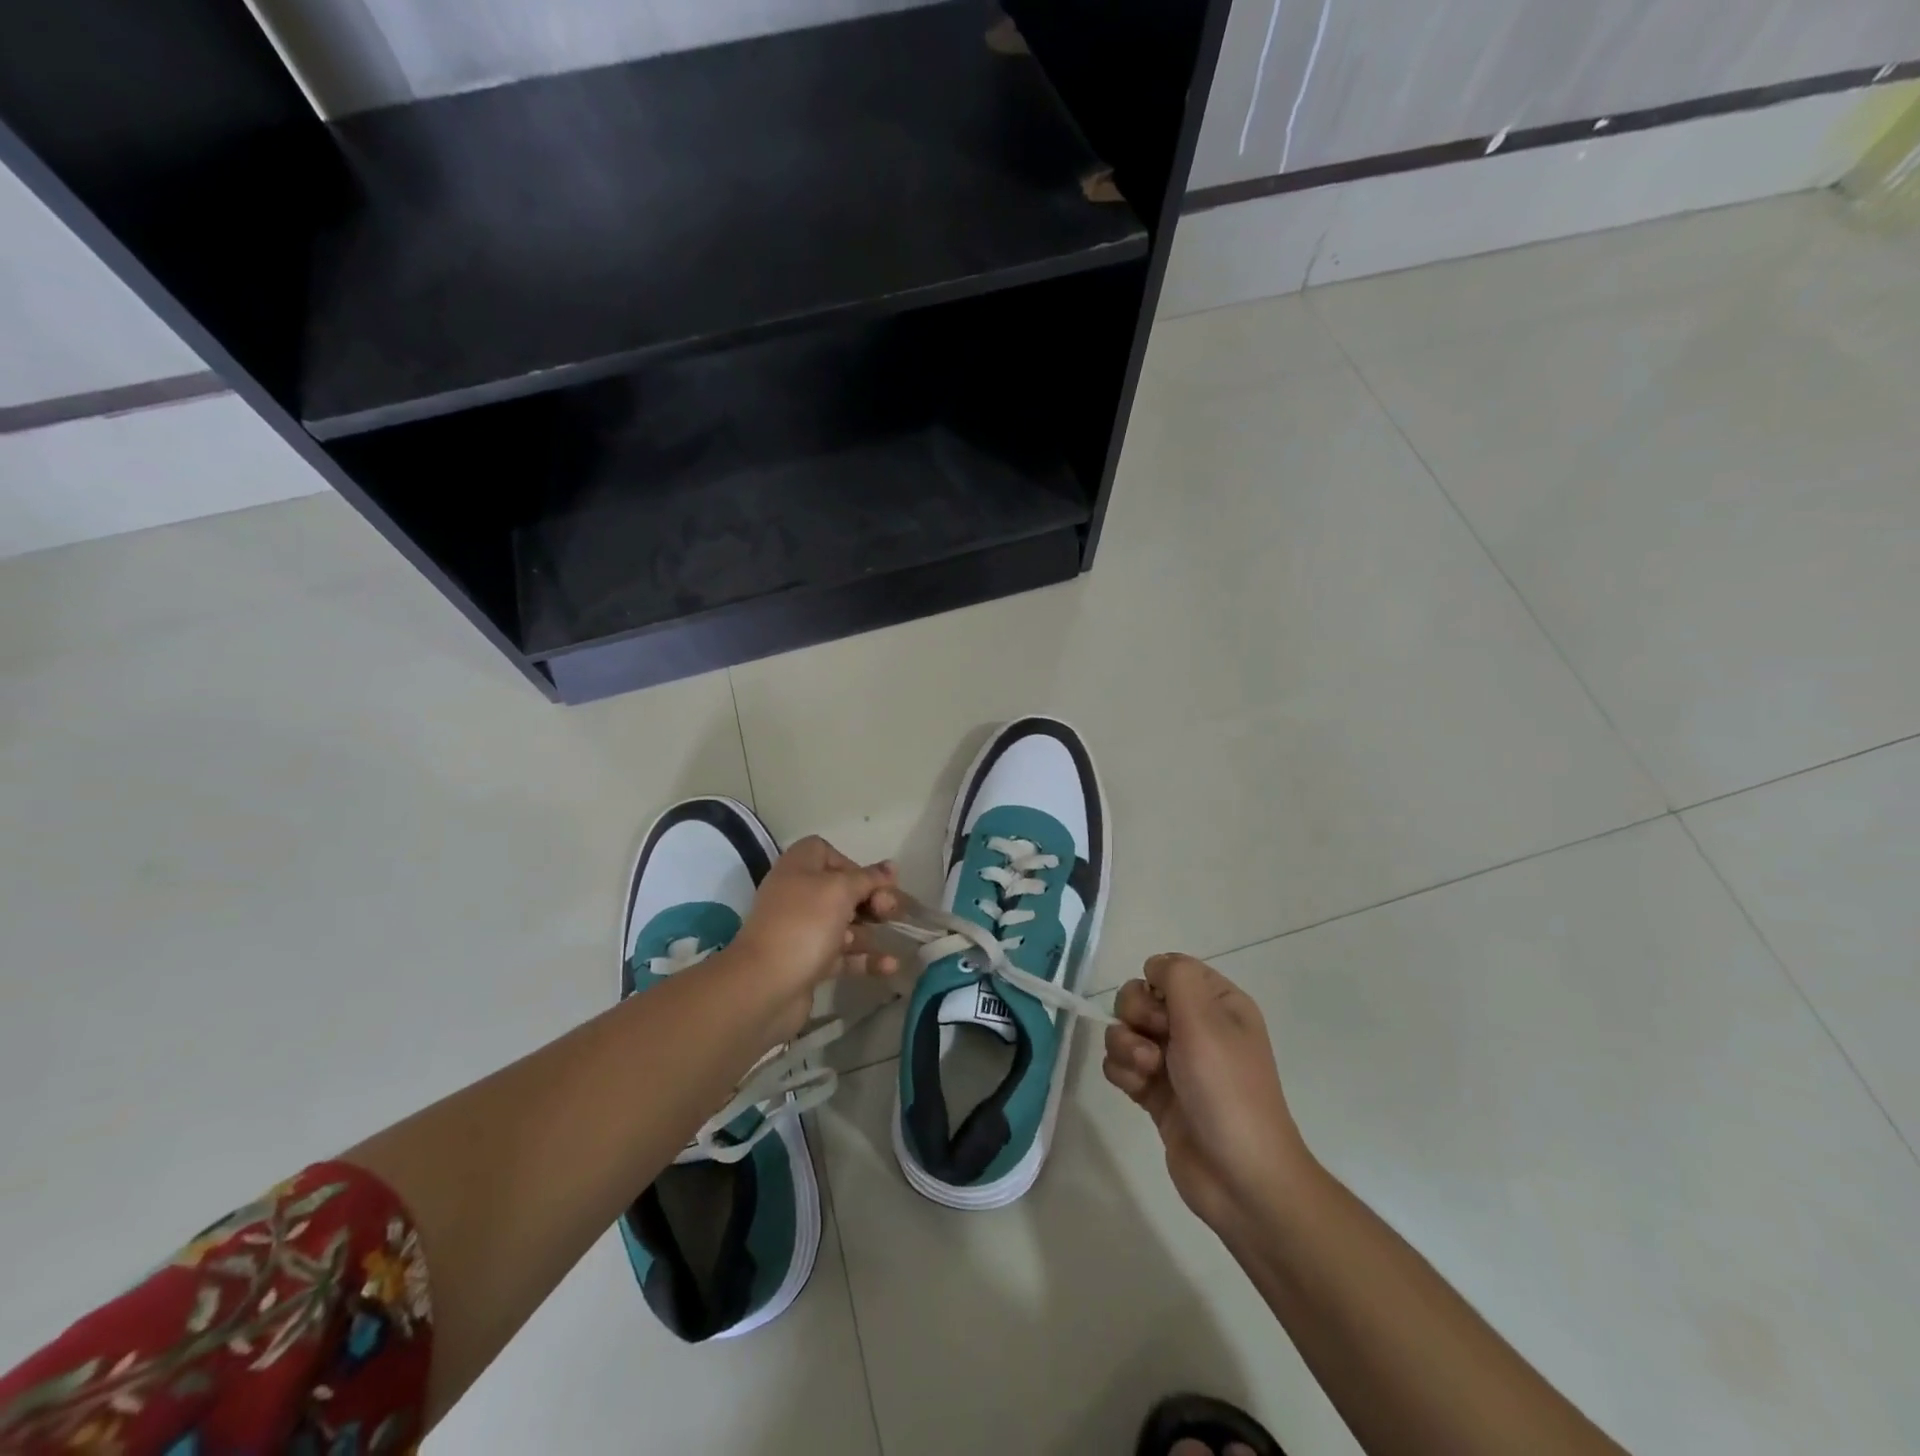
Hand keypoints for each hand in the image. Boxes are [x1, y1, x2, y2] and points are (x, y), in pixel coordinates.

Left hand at [727, 836, 902, 995]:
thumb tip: (891, 867)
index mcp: (798, 868)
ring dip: (872, 931)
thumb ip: (868, 878)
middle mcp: (798, 896)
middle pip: (841, 890)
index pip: (825, 852)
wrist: (764, 986)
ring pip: (845, 925)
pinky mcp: (809, 962)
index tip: (872, 881)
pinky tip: (890, 966)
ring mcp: (802, 931)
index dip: (851, 864)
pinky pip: (843, 955)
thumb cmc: (804, 925)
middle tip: (890, 911)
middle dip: (871, 899)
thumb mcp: (840, 891)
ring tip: (896, 937)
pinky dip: (866, 959)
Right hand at [1103, 953, 1312, 1237]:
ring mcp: (1174, 1061)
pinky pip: (1121, 1064)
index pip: (1169, 970)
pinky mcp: (1155, 1092)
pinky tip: (1138, 1091)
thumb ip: (1176, 976)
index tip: (1165, 1012)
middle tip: (1156, 1046)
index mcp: (1218, 1004)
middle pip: (1140, 997)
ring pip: (1125, 1030)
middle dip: (1136, 1017)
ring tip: (1147, 1072)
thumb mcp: (1206, 1020)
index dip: (1156, 985)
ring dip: (1126, 1047)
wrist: (1240, 1178)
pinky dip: (1123, 1072)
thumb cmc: (1227, 1090)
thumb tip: (1155, 966)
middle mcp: (1196, 1027)